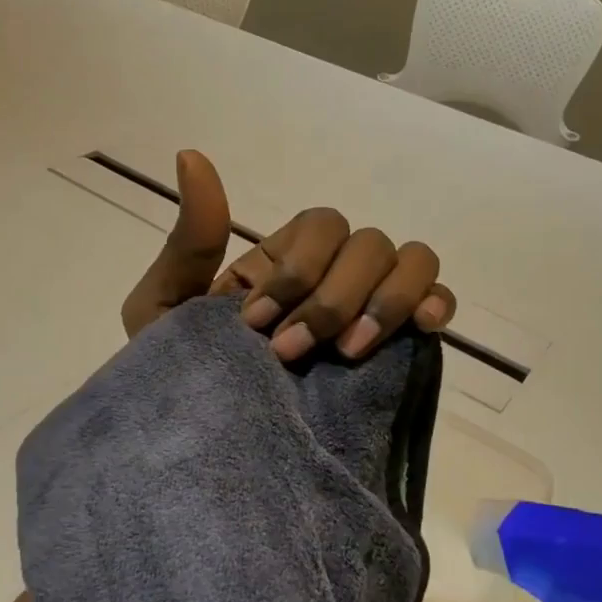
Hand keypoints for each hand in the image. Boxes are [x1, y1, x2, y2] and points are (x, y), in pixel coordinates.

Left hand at [120, 150, 455, 359]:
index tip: (256, 325)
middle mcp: (333, 275)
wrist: (203, 446)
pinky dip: (435, 304)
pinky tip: (419, 328)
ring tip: (348, 355)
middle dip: (332, 298)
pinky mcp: (399, 348)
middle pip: (368, 243)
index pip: (321, 226)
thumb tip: (190, 155)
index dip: (298, 269)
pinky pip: (437, 301)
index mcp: (285, 261)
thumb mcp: (164, 307)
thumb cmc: (180, 375)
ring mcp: (370, 309)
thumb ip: (190, 241)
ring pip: (411, 261)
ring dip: (383, 302)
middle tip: (291, 354)